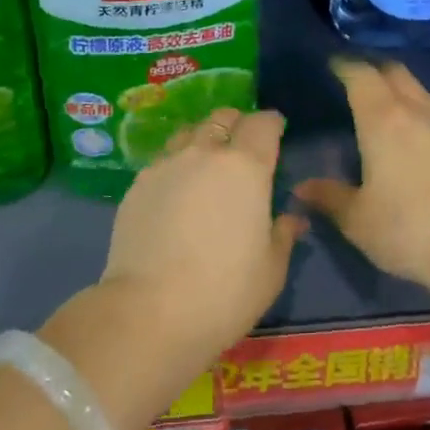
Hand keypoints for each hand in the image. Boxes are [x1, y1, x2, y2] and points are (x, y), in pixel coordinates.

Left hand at [97, 106, 303, 364]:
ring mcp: (166, 165)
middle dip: (237, 124)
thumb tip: (292, 219)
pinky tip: (176, 192)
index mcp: (246, 167)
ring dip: (203, 140)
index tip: (276, 132)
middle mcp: (205, 153)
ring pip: (189, 133)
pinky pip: (163, 160)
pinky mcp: (137, 184)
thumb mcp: (271, 270)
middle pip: (223, 118)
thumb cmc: (224, 291)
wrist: (149, 311)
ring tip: (206, 165)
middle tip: (243, 147)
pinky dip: (176, 165)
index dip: (272, 124)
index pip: (263, 123)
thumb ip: (283, 235)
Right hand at [294, 59, 429, 291]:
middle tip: (351, 78)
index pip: (361, 76)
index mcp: (382, 119)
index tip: (330, 64)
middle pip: (393, 72)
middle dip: (371, 68)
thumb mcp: (357, 219)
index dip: (344, 66)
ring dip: (395, 85)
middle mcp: (413, 111)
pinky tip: (404, 127)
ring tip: (376, 100)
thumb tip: (302, 188)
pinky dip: (412, 104)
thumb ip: (329, 197)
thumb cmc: (406, 228)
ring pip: (416, 87)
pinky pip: (429, 107)